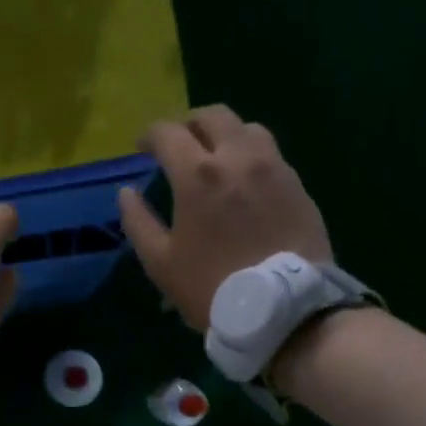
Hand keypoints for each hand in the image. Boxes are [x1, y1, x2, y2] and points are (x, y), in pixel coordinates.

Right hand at [118, 105, 332, 331]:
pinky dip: (250, 157)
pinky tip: (244, 184)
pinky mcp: (298, 185)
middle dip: (189, 125)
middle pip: (212, 116)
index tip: (142, 148)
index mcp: (197, 174)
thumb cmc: (212, 287)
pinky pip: (271, 155)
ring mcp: (274, 168)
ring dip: (225, 135)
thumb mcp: (161, 262)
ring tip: (216, 159)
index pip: (168, 132)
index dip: (149, 135)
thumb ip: (138, 221)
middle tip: (179, 147)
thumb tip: (127, 192)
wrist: (284, 310)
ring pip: (247, 129)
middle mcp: (238, 158)